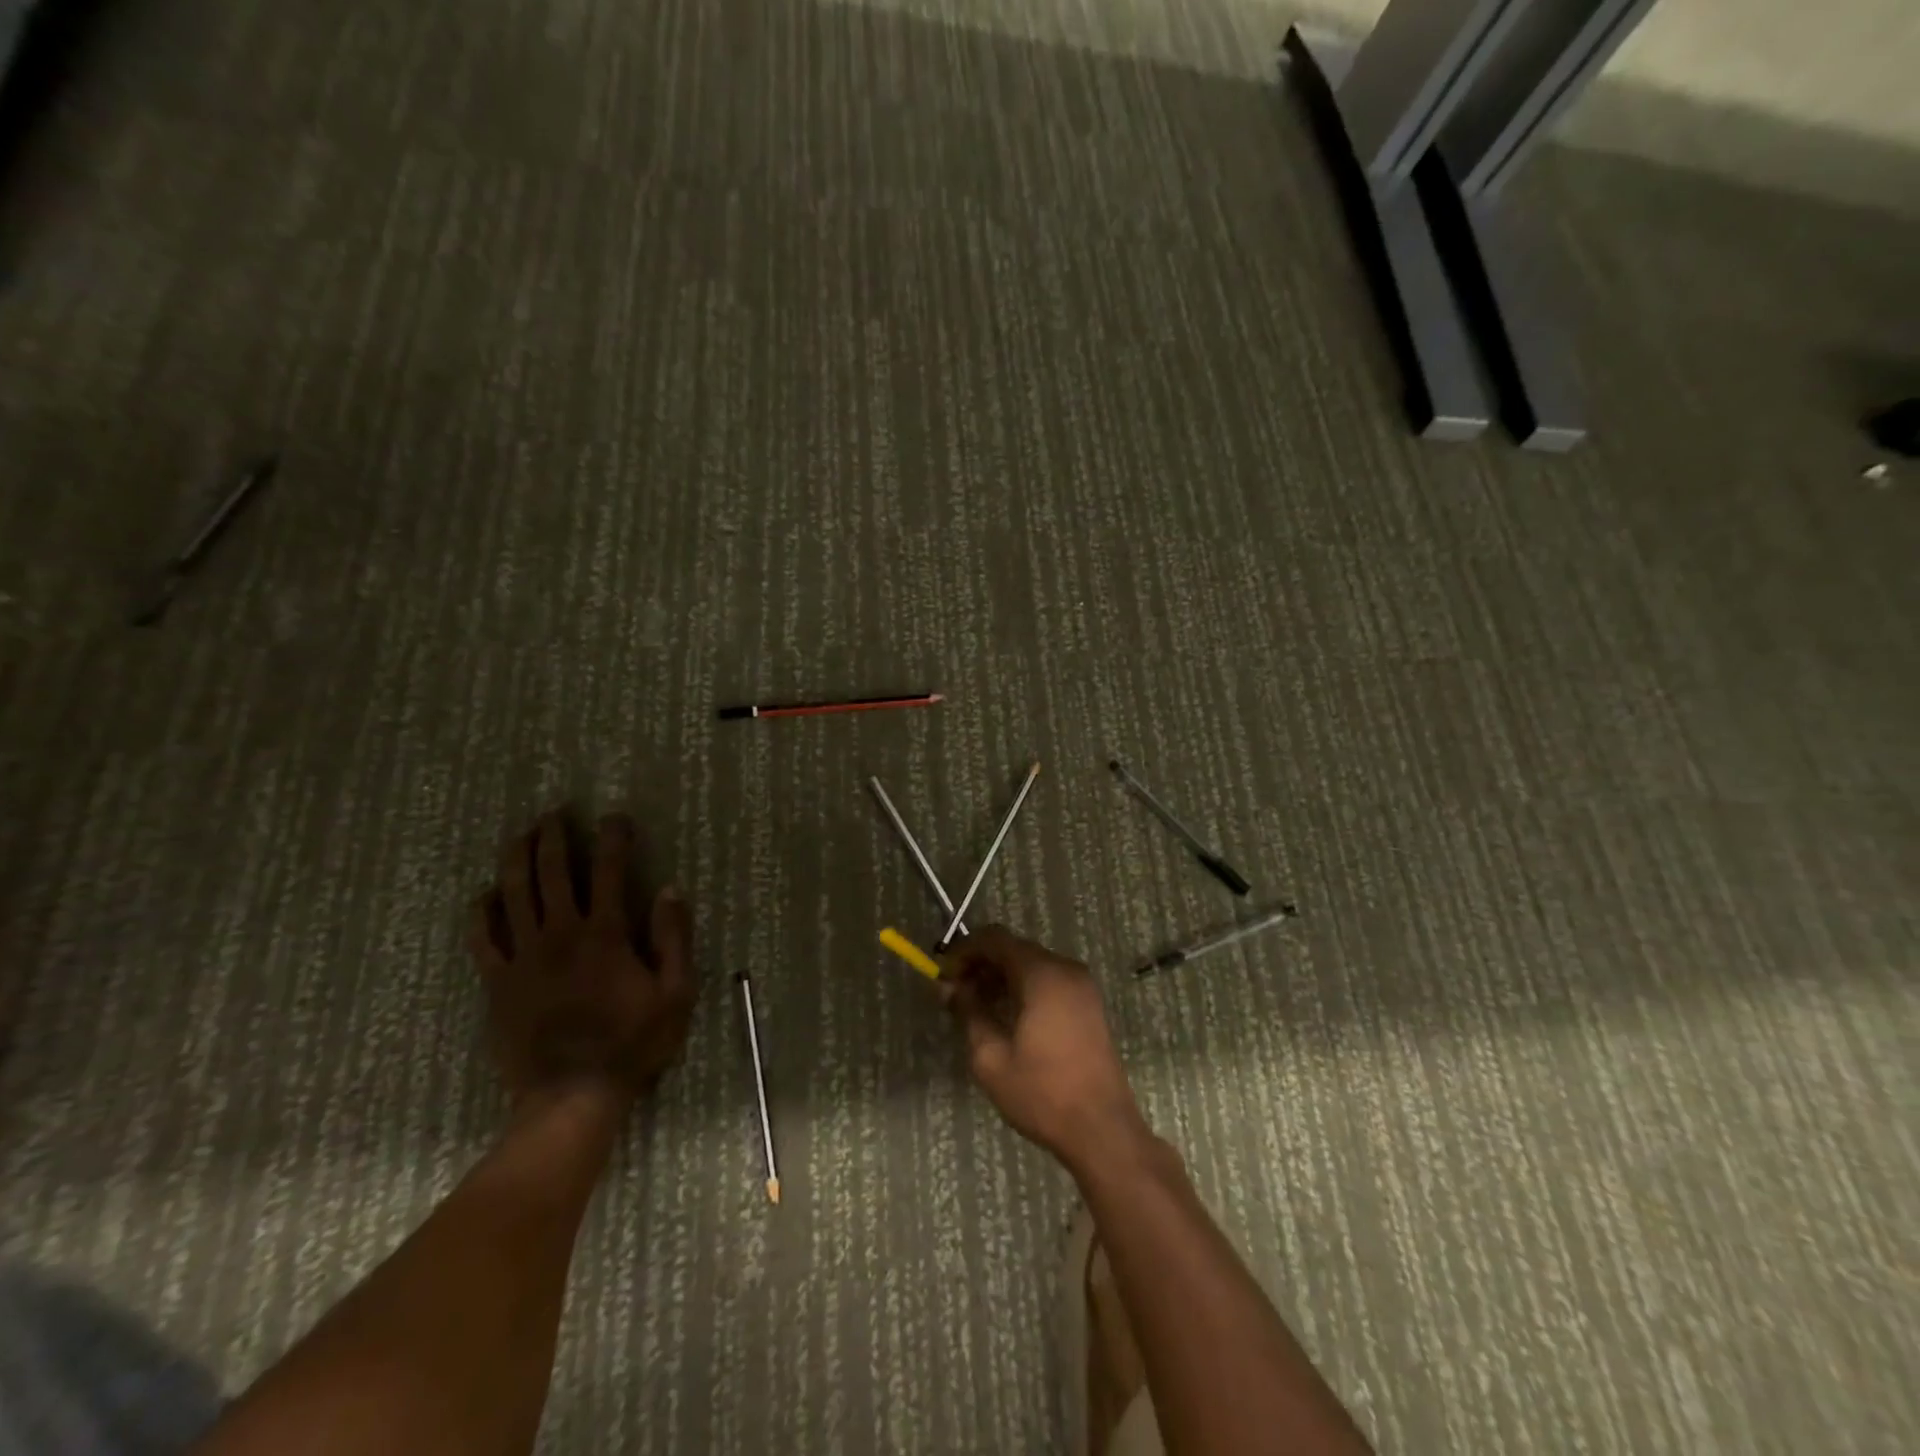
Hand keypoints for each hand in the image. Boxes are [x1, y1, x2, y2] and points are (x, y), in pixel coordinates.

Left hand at [469, 811, 694, 1108]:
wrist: (572, 1095)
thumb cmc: (632, 1043)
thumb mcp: (676, 994)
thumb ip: (673, 939)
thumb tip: (670, 890)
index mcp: (606, 935)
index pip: (609, 871)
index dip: (612, 839)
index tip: (615, 818)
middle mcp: (561, 935)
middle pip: (552, 873)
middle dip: (555, 837)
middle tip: (555, 813)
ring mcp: (524, 957)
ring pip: (514, 894)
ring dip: (517, 858)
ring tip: (522, 835)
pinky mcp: (498, 982)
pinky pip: (483, 937)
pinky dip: (482, 911)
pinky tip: (486, 895)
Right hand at [942, 926, 1151, 1173]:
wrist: (1102, 1130)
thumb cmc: (1042, 1093)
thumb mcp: (991, 1057)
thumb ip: (967, 1011)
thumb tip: (949, 986)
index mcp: (1043, 974)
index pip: (995, 938)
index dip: (964, 951)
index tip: (943, 976)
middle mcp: (1065, 969)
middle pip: (1014, 949)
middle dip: (981, 965)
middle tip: (955, 995)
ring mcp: (1082, 986)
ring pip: (1031, 965)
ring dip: (1001, 977)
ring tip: (976, 1009)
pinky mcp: (1089, 1004)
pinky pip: (1048, 981)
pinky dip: (1023, 988)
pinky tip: (1006, 1017)